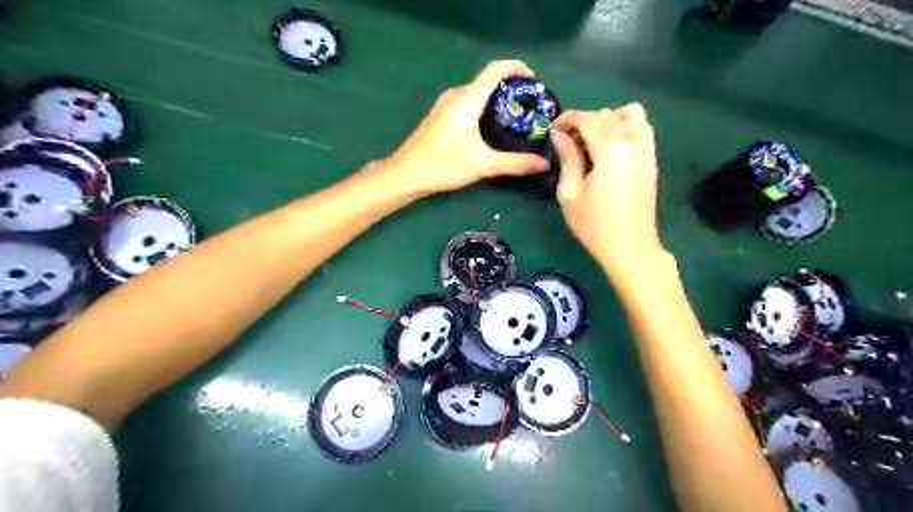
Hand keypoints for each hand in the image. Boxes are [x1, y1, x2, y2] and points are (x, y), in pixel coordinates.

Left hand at [386, 61, 548, 194]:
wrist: (406, 174)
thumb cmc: (444, 165)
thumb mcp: (483, 165)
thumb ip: (515, 163)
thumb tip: (544, 163)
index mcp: (467, 99)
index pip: (495, 70)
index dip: (517, 68)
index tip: (534, 81)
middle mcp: (456, 95)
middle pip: (487, 80)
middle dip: (510, 88)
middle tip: (529, 107)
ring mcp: (445, 104)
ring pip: (476, 92)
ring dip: (496, 99)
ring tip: (514, 117)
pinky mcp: (440, 115)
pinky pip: (466, 102)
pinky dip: (483, 107)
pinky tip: (489, 127)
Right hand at [553, 104, 667, 280]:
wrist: (630, 247)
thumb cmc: (594, 225)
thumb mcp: (570, 193)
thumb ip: (567, 158)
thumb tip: (559, 135)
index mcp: (610, 149)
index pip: (587, 118)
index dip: (567, 119)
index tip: (553, 132)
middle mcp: (632, 141)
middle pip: (607, 114)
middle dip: (584, 121)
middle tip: (568, 143)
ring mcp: (646, 149)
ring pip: (630, 114)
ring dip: (608, 120)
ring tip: (593, 142)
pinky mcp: (652, 159)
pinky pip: (642, 128)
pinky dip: (624, 128)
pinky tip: (610, 150)